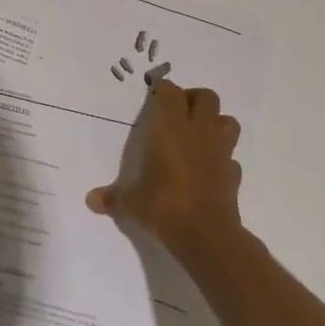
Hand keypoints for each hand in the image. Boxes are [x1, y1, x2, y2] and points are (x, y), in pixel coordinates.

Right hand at [86, 79, 242, 253]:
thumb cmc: (163, 205)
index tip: (154, 96)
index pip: (171, 91)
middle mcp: (198, 132)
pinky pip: (231, 156)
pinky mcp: (234, 174)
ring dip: (215, 122)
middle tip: (178, 113)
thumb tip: (90, 200)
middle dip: (193, 99)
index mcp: (170, 128)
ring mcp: (220, 152)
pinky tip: (209, 169)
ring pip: (227, 121)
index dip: (163, 90)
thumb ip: (112, 197)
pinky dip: (222, 158)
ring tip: (198, 135)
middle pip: (206, 96)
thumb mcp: (131, 202)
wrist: (207, 235)